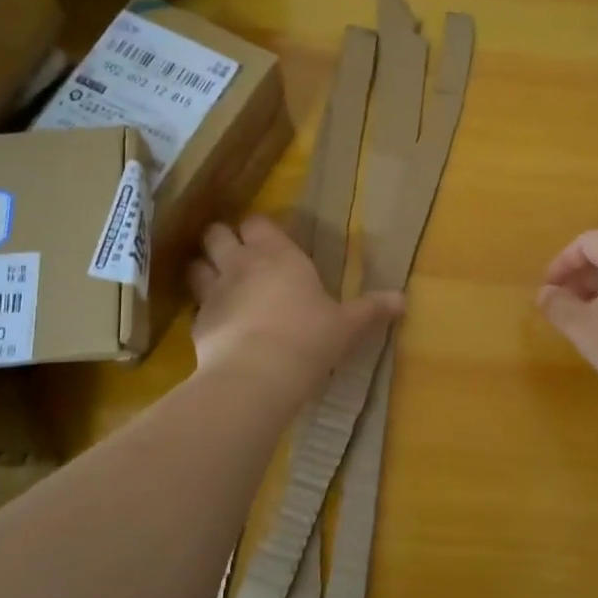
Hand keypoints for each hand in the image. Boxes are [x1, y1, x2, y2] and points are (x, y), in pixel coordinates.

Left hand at [188, 216, 402, 397]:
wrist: (257, 375)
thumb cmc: (309, 338)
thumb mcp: (348, 325)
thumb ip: (371, 309)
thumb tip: (403, 300)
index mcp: (279, 255)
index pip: (257, 222)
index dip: (259, 228)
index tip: (267, 238)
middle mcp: (241, 264)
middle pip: (217, 233)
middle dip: (222, 238)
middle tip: (236, 253)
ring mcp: (213, 291)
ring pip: (196, 264)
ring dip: (204, 268)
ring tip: (217, 281)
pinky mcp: (197, 322)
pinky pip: (194, 305)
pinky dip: (201, 308)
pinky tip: (215, 322)